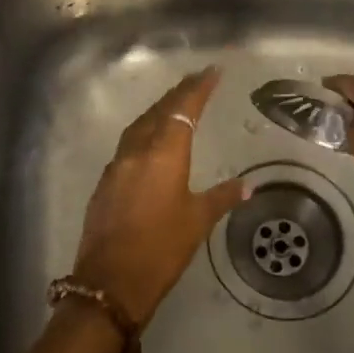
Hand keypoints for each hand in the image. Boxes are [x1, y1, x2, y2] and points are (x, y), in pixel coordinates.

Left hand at [71, 66, 249, 328]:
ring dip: (158, 111)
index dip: (199, 88)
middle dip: (178, 94)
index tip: (212, 70)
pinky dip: (143, 133)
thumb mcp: (197, 221)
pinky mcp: (105, 183)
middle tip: (196, 80)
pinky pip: (127, 145)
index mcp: (164, 154)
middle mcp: (137, 151)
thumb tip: (248, 186)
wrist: (110, 282)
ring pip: (139, 126)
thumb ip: (222, 197)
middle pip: (159, 111)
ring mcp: (116, 166)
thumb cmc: (161, 249)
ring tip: (175, 104)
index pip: (184, 109)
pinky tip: (150, 142)